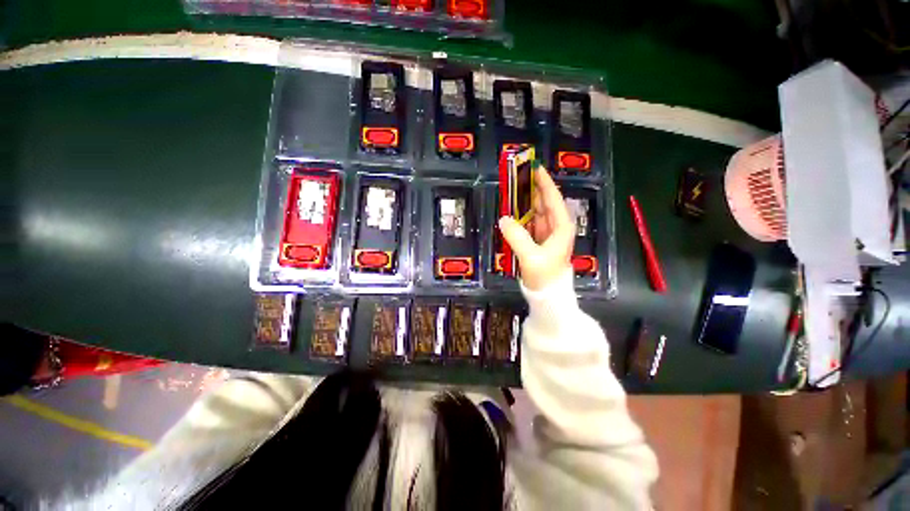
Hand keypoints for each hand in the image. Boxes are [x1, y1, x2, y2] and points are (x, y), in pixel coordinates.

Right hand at [498, 166, 574, 290]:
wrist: (548, 295)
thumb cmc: (544, 275)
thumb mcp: (530, 256)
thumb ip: (517, 237)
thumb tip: (503, 219)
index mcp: (560, 226)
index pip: (552, 198)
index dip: (544, 182)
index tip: (535, 167)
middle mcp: (556, 227)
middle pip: (544, 202)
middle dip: (533, 189)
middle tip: (518, 176)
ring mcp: (547, 234)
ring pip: (536, 212)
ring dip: (526, 201)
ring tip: (513, 189)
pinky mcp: (538, 241)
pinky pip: (530, 223)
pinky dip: (522, 216)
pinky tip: (512, 210)